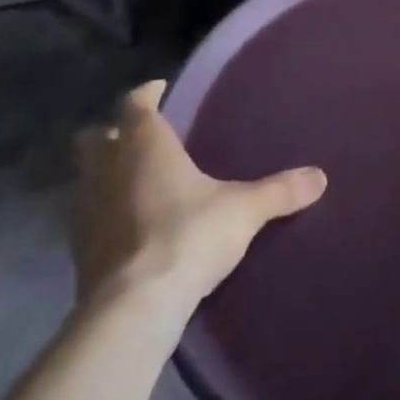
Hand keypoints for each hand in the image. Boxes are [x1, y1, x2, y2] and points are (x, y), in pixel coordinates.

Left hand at [72, 80, 326, 310]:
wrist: (133, 309)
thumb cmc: (187, 235)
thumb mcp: (244, 210)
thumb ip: (280, 190)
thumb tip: (320, 177)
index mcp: (144, 145)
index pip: (134, 104)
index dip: (146, 94)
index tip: (160, 90)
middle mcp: (107, 169)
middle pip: (95, 138)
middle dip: (114, 133)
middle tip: (143, 137)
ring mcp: (85, 212)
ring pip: (86, 177)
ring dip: (106, 175)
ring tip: (139, 182)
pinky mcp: (79, 252)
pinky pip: (88, 217)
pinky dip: (105, 213)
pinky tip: (131, 226)